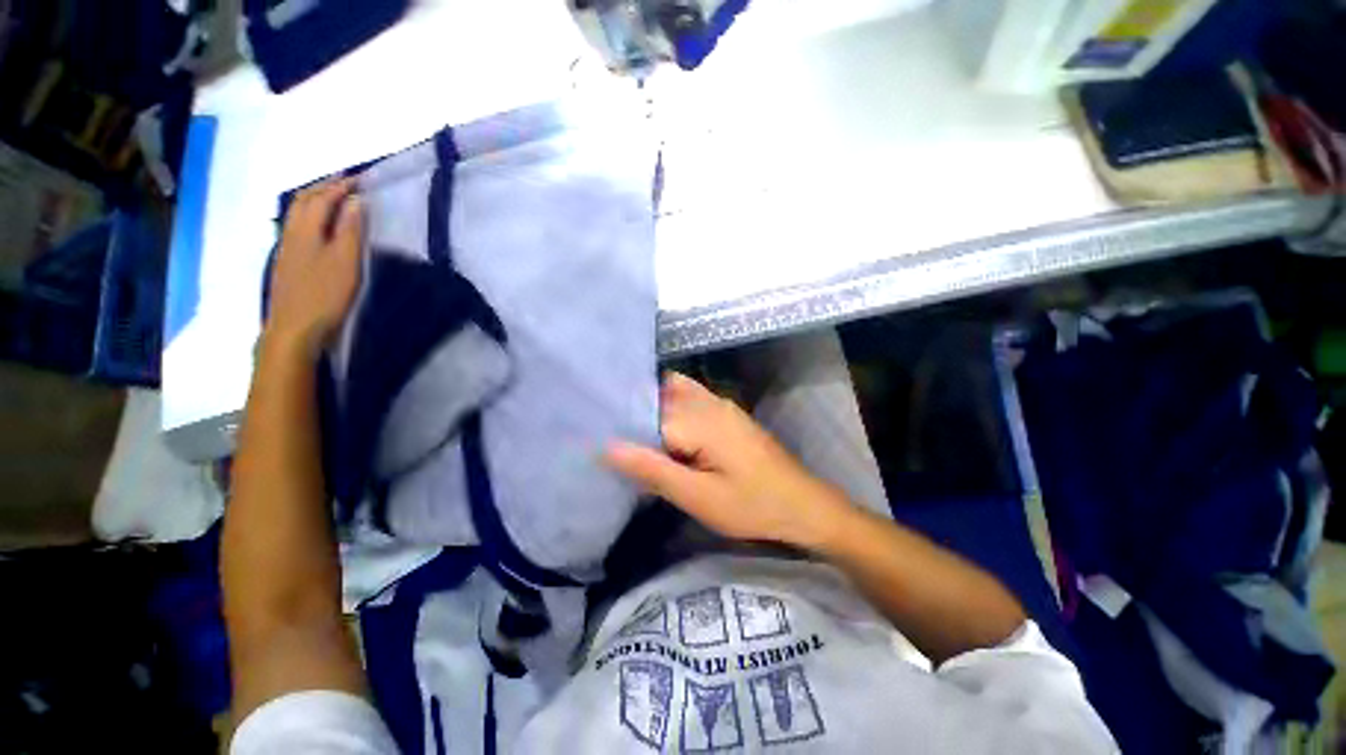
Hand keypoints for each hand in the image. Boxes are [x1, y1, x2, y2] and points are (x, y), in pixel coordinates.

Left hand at [266, 178, 363, 358]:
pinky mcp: (287, 262)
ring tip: (332, 198)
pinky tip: (318, 225)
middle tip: (344, 182)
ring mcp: (286, 248)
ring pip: (296, 213)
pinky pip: (296, 227)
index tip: (360, 178)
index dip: (340, 186)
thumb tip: (355, 201)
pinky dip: (309, 216)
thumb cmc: (325, 294)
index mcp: (307, 230)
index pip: (322, 198)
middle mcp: (292, 233)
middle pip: (303, 201)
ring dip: (314, 200)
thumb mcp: (345, 262)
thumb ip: (351, 230)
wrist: (294, 327)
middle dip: (323, 187)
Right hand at [606, 372, 854, 549]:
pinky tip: (667, 431)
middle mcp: (707, 401)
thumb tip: (606, 446)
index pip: (644, 410)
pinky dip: (673, 405)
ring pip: (674, 391)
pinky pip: (692, 396)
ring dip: (653, 407)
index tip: (599, 436)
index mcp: (697, 419)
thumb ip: (652, 470)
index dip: (621, 422)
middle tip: (611, 433)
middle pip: (658, 394)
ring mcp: (721, 403)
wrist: (804, 504)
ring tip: (634, 433)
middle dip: (634, 409)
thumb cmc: (751, 505)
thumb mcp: (698, 497)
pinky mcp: (728, 412)